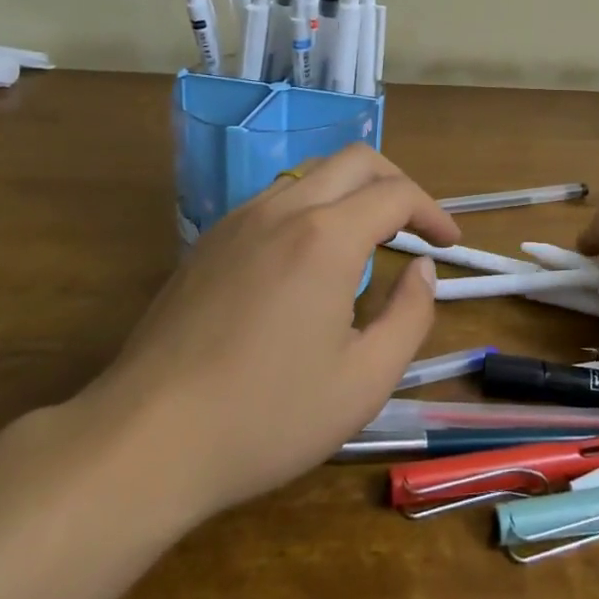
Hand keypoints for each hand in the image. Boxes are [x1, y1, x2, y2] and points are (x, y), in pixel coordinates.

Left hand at [77, 146, 456, 522]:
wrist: (148, 438)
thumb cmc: (267, 416)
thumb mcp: (364, 382)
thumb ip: (410, 316)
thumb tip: (423, 270)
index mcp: (326, 237)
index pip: (396, 194)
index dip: (432, 212)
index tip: (450, 243)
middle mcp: (284, 210)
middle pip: (355, 160)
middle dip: (397, 183)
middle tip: (416, 226)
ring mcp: (239, 220)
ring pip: (312, 173)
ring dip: (352, 191)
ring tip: (369, 238)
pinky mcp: (210, 240)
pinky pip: (276, 199)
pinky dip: (312, 207)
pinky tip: (309, 259)